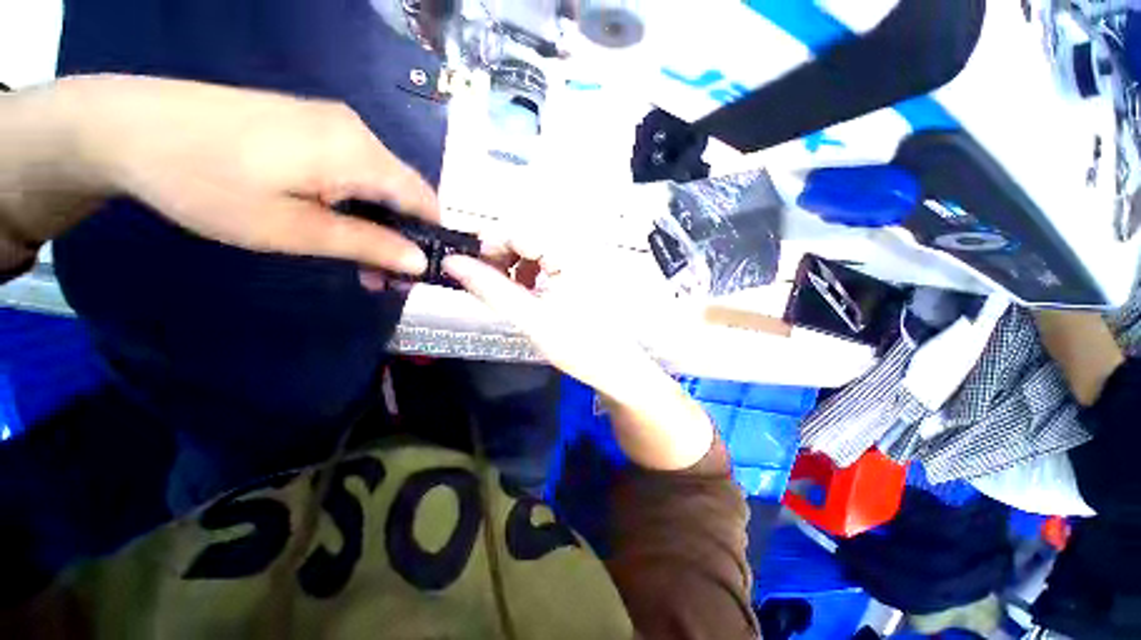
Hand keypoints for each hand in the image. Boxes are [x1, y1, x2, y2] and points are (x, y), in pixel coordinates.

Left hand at [2, 75, 438, 274]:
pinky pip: (354, 170)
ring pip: (380, 184)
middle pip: (404, 194)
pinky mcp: (311, 124)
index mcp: (360, 153)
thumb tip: (420, 263)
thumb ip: (367, 245)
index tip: (422, 273)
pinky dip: (356, 204)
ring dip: (378, 225)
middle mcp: (358, 132)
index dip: (433, 238)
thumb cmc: (209, 184)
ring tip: (357, 261)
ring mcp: (333, 124)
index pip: (426, 201)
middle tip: (381, 279)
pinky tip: (332, 224)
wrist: (129, 127)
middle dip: (402, 237)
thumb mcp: (293, 229)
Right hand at [443, 230, 715, 470]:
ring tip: (510, 293)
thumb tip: (451, 262)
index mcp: (569, 253)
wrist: (616, 368)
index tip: (470, 269)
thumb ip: (490, 289)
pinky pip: (547, 262)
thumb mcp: (530, 318)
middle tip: (489, 284)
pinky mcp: (581, 273)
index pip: (518, 231)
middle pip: (527, 238)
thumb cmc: (579, 346)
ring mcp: (581, 260)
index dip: (490, 246)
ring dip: (515, 267)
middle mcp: (577, 249)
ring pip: (535, 250)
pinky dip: (531, 274)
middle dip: (502, 258)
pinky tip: (528, 294)